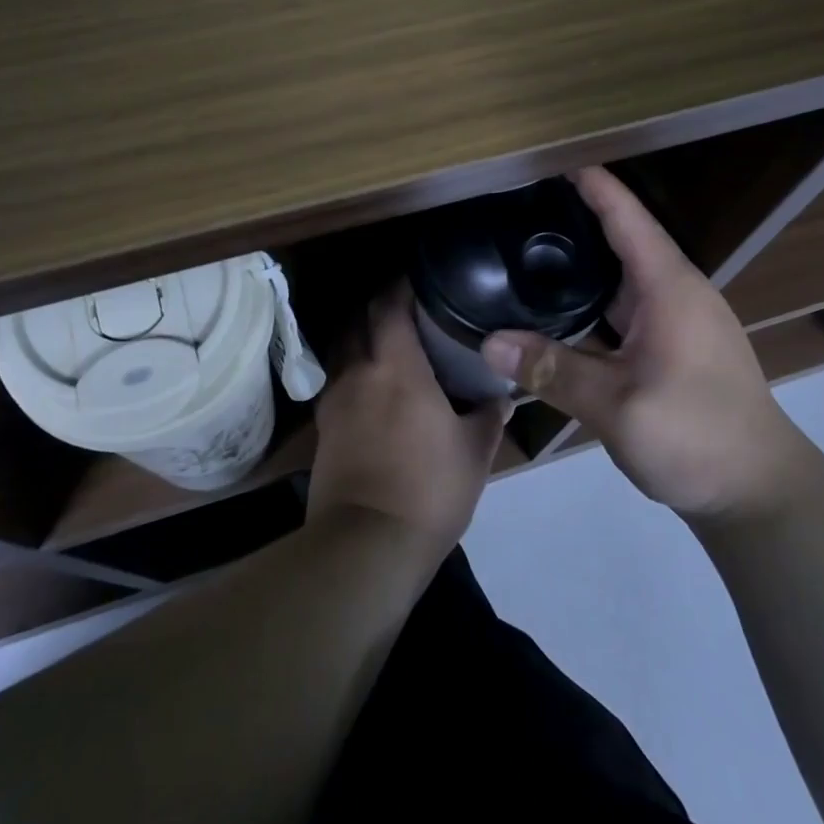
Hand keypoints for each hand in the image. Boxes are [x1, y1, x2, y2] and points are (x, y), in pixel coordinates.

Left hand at [308, 282, 510, 559]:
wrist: (367, 545)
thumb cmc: (429, 489)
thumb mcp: (474, 453)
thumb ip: (488, 416)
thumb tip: (500, 396)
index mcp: (397, 367)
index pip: (389, 306)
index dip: (399, 286)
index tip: (417, 279)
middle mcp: (358, 372)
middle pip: (356, 320)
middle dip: (375, 307)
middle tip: (403, 309)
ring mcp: (334, 400)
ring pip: (341, 350)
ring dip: (358, 338)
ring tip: (385, 345)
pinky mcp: (323, 429)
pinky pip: (335, 383)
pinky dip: (351, 372)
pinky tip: (370, 389)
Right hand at [479, 166, 806, 519]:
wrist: (758, 491)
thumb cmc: (697, 437)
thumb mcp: (619, 406)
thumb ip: (553, 371)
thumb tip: (488, 342)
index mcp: (669, 289)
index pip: (626, 218)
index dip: (593, 185)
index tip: (551, 160)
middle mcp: (675, 294)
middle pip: (623, 239)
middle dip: (577, 217)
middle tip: (521, 206)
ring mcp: (676, 323)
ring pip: (622, 277)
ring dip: (584, 260)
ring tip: (529, 249)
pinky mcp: (672, 348)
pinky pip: (625, 307)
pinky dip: (591, 299)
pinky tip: (557, 309)